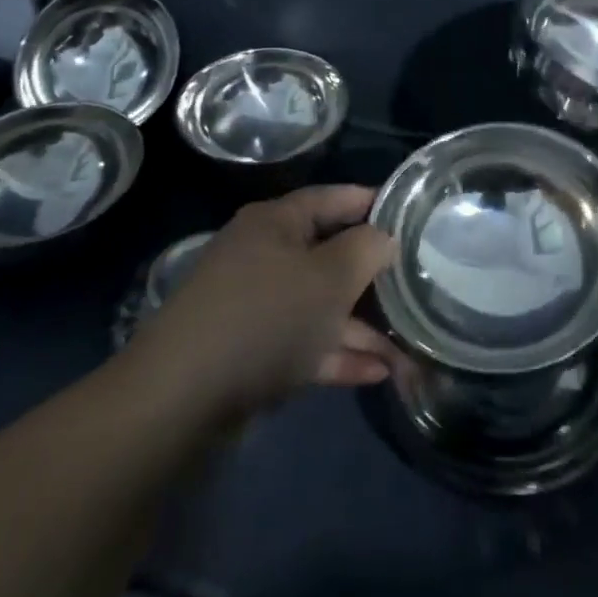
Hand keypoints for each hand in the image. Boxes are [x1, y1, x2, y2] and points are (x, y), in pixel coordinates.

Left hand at [127, 186, 398, 421]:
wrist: (181, 398)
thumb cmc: (266, 316)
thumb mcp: (329, 276)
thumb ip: (366, 249)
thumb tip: (385, 237)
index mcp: (276, 222)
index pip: (334, 198)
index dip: (373, 203)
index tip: (412, 215)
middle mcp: (264, 255)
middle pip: (329, 255)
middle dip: (374, 277)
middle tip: (416, 285)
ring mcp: (255, 305)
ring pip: (320, 305)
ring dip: (362, 326)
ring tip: (409, 348)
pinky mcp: (250, 350)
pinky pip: (304, 342)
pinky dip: (337, 353)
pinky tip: (378, 372)